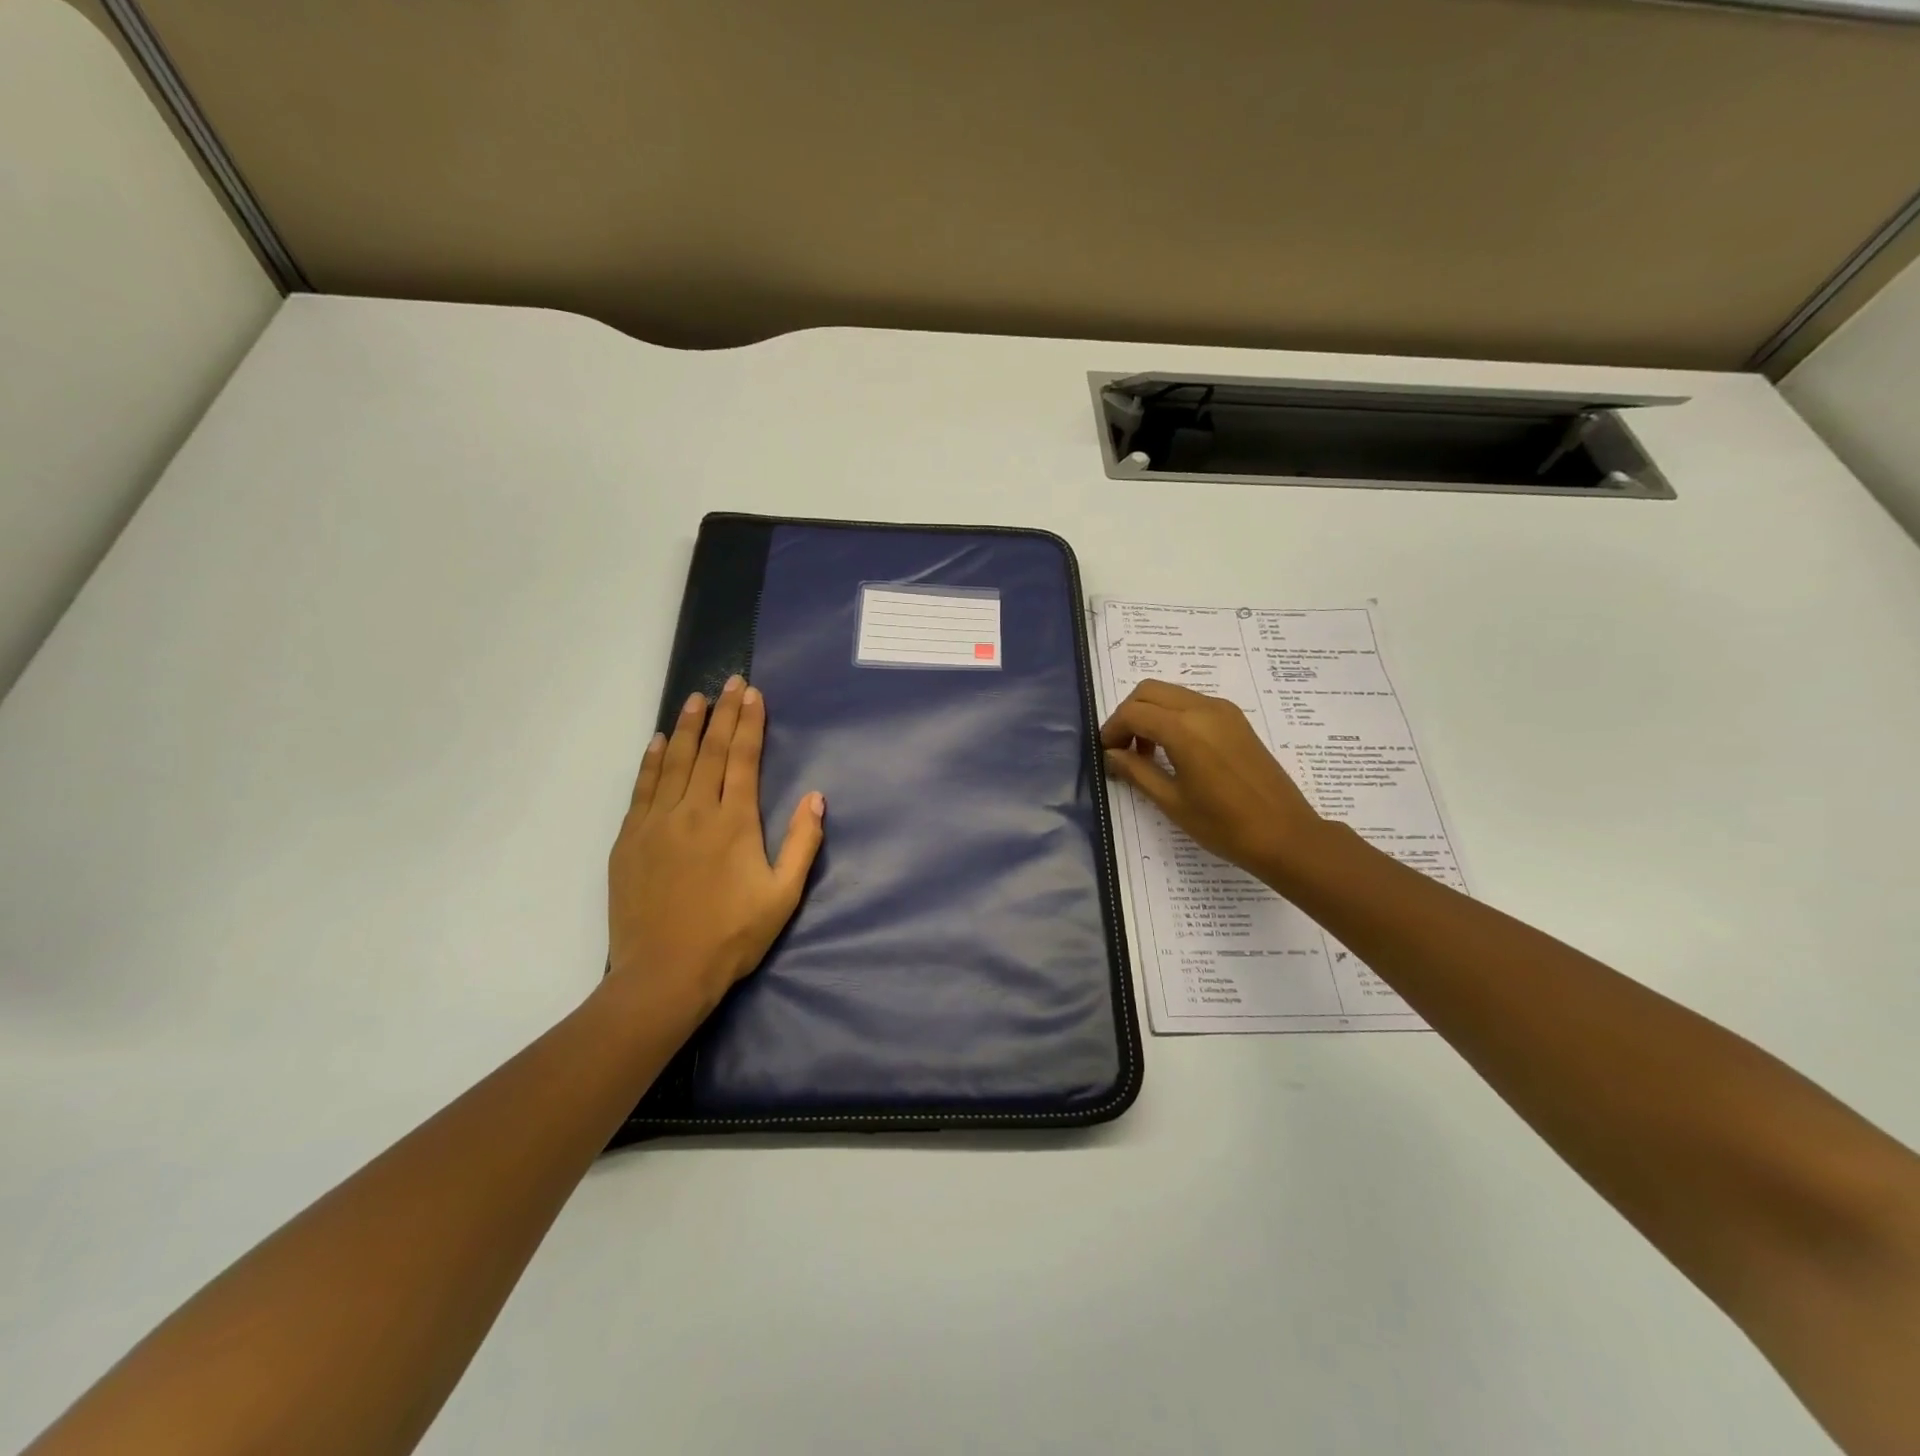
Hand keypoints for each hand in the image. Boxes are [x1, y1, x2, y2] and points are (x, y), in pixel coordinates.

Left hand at [608, 676, 824, 1016]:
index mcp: (733, 822)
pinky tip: (657, 742)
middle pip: (709, 750)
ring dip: (686, 727)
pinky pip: (642, 788)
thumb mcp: (783, 896)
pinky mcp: (630, 839)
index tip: (753, 694)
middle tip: (730, 682)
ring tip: (695, 698)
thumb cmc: (732, 937)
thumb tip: (817, 798)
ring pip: (673, 762)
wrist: (663, 974)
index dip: (749, 723)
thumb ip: (802, 844)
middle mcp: (693, 811)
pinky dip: (651, 761)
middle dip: (722, 713)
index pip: (742, 759)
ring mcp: (656, 823)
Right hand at [1101, 679, 1327, 885]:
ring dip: (1151, 714)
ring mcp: (1223, 711)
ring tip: (1147, 754)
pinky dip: (1173, 716)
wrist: (1285, 835)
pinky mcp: (1236, 720)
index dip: (1112, 729)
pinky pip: (1193, 703)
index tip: (1106, 753)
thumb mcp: (1171, 801)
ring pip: (1171, 694)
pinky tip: (1174, 751)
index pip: (1133, 712)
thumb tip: (1111, 753)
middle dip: (1129, 714)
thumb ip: (1136, 771)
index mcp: (1184, 729)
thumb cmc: (1224, 825)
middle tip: (1122, 749)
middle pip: (1149, 691)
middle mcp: (1203, 708)